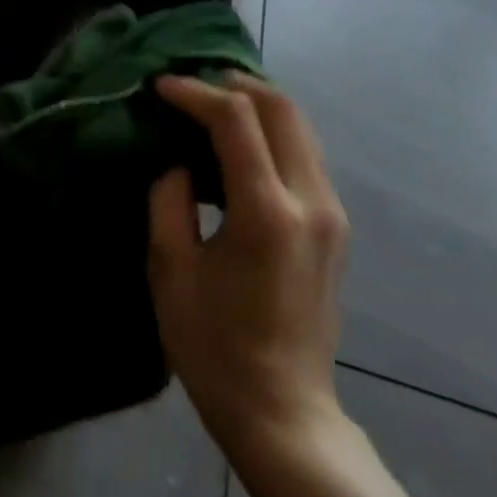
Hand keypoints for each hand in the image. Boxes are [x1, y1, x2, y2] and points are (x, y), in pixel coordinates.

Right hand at [148, 73, 349, 461]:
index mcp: (266, 213)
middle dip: (235, 84)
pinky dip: (275, 131)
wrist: (283, 411)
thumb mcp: (171, 271)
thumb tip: (178, 162)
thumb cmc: (215, 347)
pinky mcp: (335, 226)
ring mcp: (331, 213)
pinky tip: (243, 142)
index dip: (195, 93)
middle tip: (192, 84)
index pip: (235, 120)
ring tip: (214, 103)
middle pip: (282, 108)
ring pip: (302, 126)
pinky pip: (307, 154)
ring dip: (259, 103)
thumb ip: (169, 200)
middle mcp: (310, 202)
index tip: (161, 87)